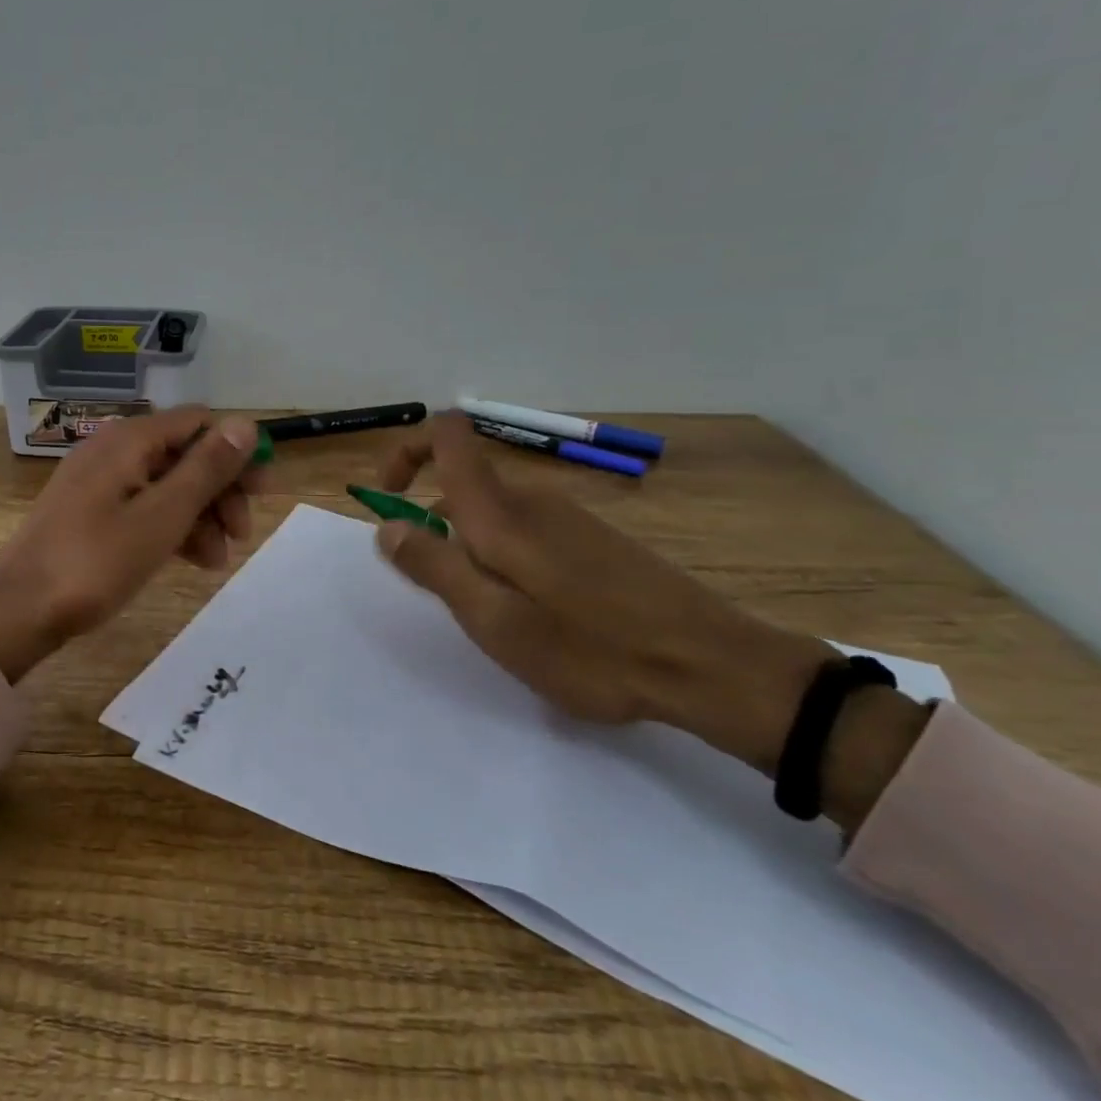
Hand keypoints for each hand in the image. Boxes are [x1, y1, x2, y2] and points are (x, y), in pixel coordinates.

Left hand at [0, 408, 266, 681]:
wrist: (18, 611)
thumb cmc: (96, 562)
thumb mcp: (162, 516)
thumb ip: (206, 468)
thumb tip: (246, 423)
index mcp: (130, 440)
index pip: (198, 423)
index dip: (235, 451)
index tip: (263, 491)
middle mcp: (114, 449)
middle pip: (184, 454)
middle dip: (220, 490)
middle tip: (244, 532)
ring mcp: (99, 481)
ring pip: (166, 484)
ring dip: (200, 515)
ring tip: (218, 561)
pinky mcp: (90, 511)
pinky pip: (143, 505)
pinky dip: (171, 526)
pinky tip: (191, 560)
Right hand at [372, 413, 926, 824]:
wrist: (712, 666)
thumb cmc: (589, 646)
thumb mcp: (493, 618)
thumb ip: (433, 566)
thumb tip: (387, 526)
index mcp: (500, 510)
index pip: (448, 435)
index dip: (408, 450)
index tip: (392, 497)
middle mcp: (532, 499)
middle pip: (464, 483)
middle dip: (434, 526)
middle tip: (444, 593)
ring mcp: (569, 517)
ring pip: (495, 515)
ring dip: (471, 550)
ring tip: (496, 617)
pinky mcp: (594, 540)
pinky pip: (527, 533)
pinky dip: (506, 559)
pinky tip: (540, 616)